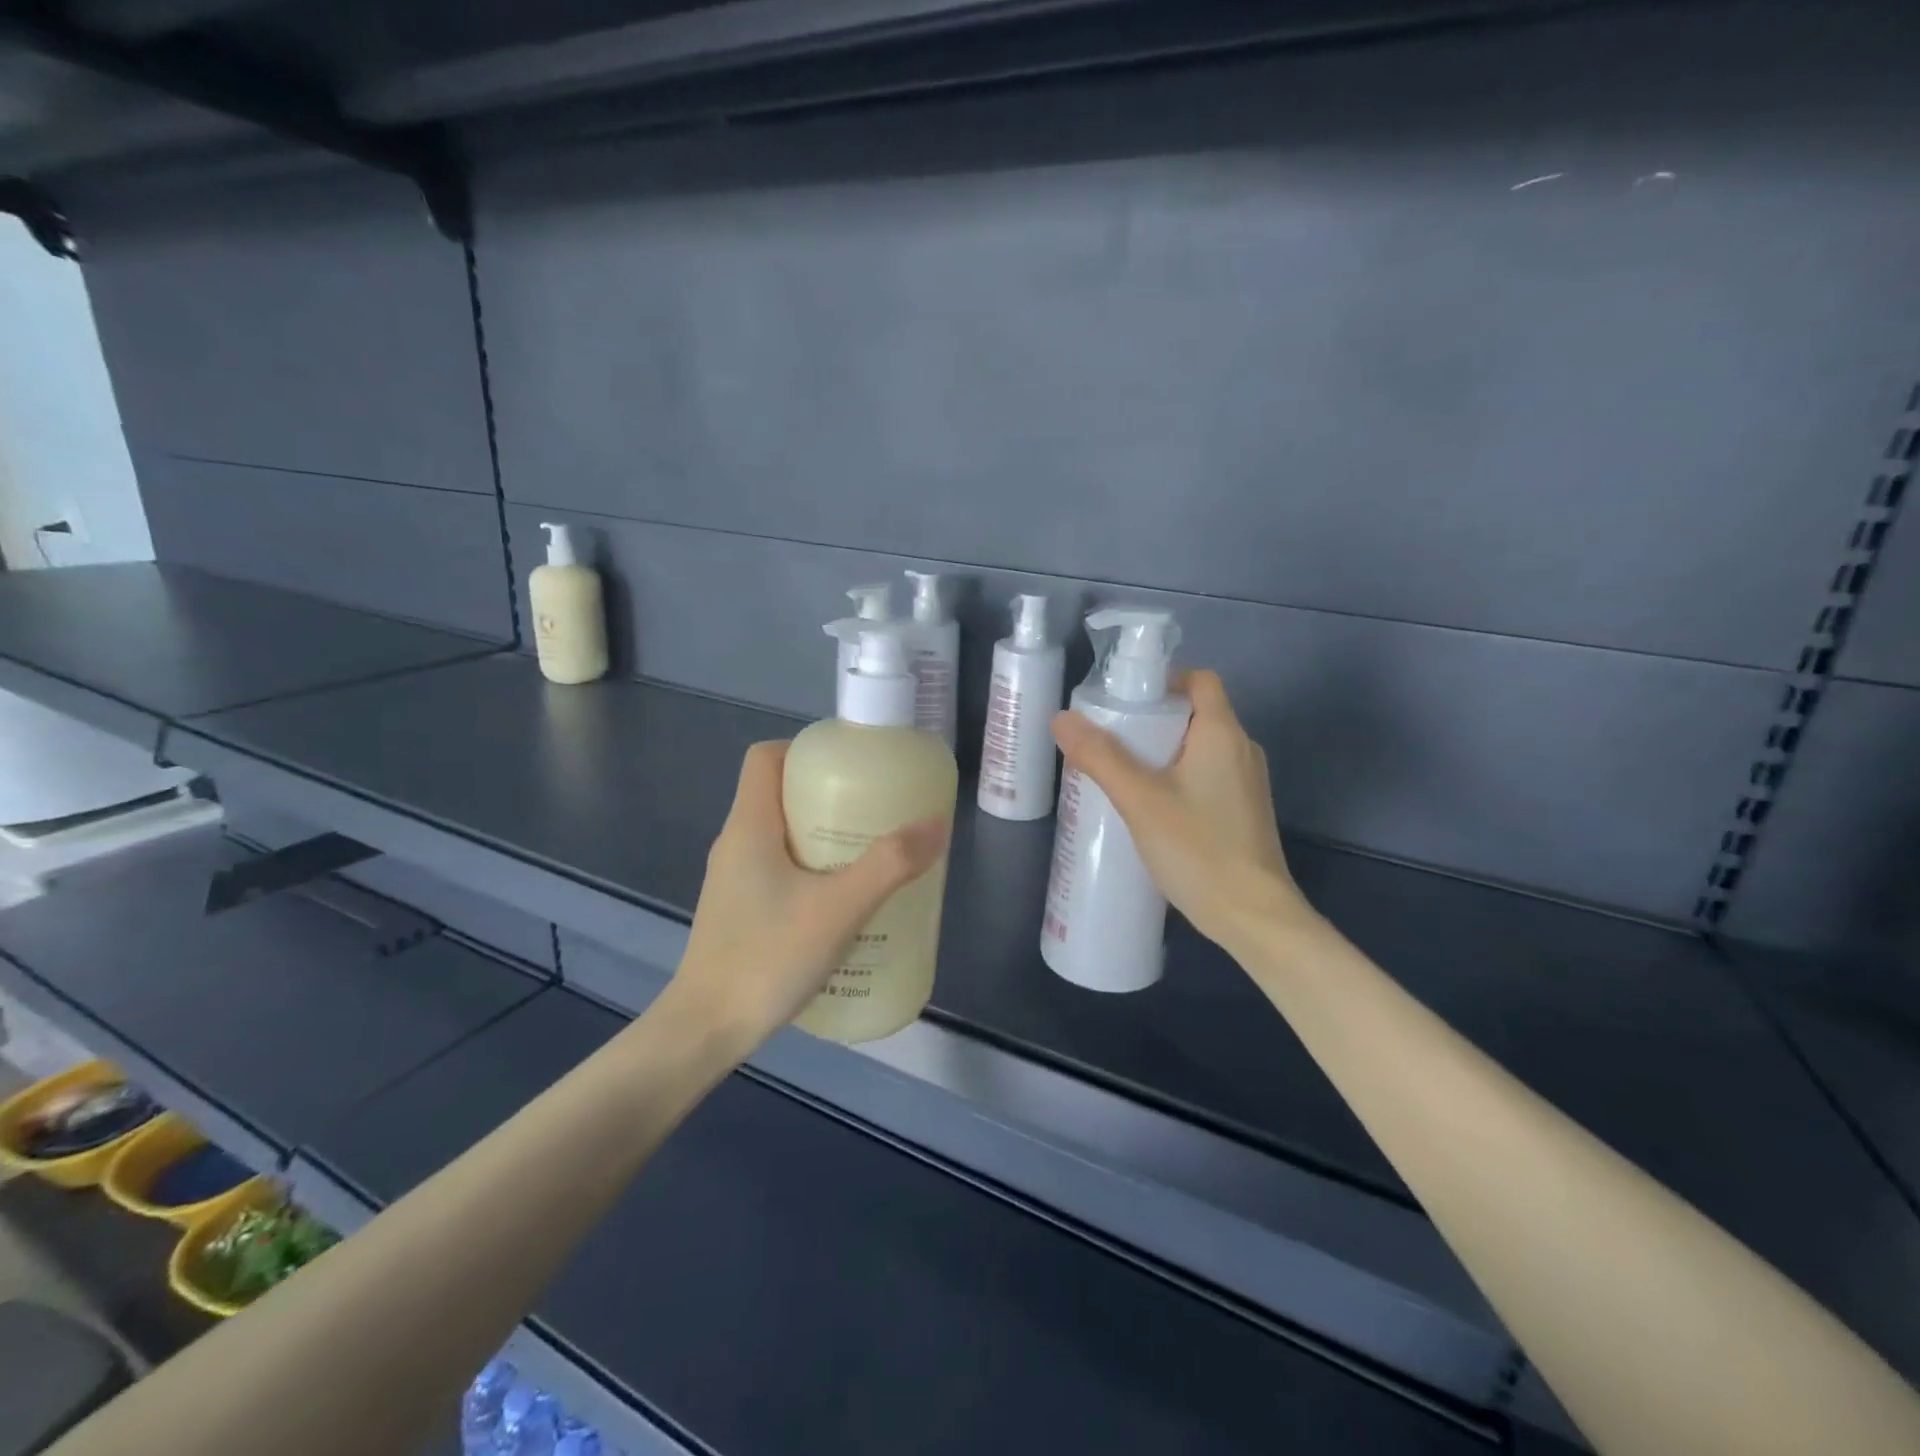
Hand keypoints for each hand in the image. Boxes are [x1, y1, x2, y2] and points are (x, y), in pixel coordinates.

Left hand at [670, 741, 948, 1051]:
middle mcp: (736, 843)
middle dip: (829, 795)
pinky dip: (812, 869)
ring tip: (869, 854)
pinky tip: (843, 902)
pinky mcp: (740, 910)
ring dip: (823, 835)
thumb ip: (889, 865)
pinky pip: (779, 869)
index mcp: (749, 825)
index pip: (766, 757)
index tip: (851, 766)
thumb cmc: (767, 957)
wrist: (706, 1031)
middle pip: (780, 793)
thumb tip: (935, 823)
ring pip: (782, 834)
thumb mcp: (839, 909)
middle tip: (875, 812)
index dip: (805, 749)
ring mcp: (734, 879)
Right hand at [1050, 670, 1310, 956]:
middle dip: (1151, 720)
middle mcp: (1242, 750)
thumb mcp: (1139, 800)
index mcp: (1223, 734)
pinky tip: (1148, 808)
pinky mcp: (1243, 812)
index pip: (1200, 680)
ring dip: (1161, 752)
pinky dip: (1177, 778)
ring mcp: (1247, 783)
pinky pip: (1206, 777)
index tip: (1125, 700)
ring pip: (1199, 749)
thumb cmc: (1198, 849)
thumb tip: (1061, 718)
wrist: (1253, 917)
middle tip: (1109, 739)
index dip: (1164, 680)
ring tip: (1120, 773)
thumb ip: (1100, 757)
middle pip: (1195, 714)